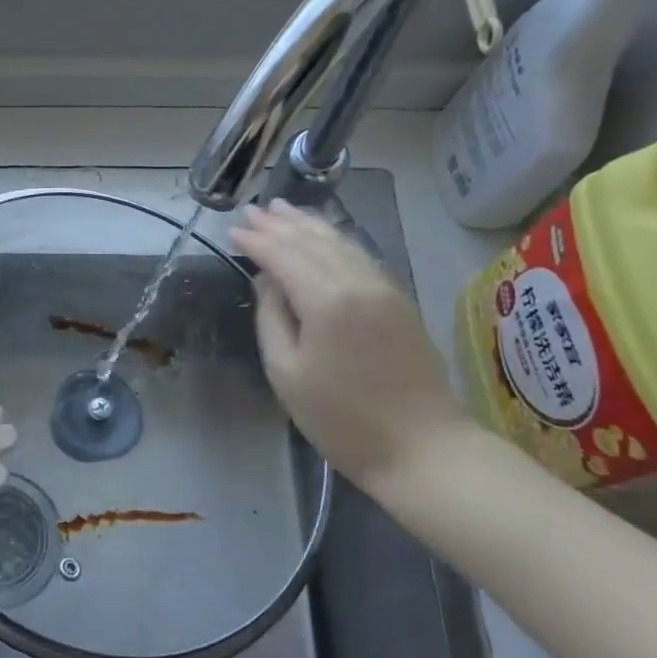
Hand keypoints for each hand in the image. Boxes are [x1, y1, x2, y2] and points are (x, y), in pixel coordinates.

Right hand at [232, 200, 468, 481]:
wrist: (423, 448)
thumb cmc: (342, 419)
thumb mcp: (286, 373)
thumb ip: (271, 318)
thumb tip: (267, 280)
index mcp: (327, 300)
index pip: (284, 255)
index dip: (257, 241)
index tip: (233, 230)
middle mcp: (359, 282)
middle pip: (314, 241)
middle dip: (280, 224)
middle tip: (253, 210)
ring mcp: (385, 288)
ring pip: (342, 242)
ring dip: (309, 224)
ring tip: (283, 209)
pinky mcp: (400, 300)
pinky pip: (360, 255)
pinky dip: (335, 239)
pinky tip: (323, 236)